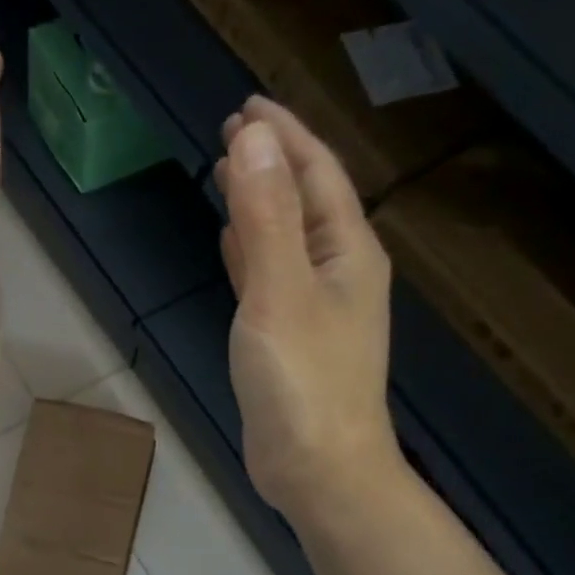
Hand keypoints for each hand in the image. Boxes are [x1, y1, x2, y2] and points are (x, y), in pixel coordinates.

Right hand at [215, 96, 405, 524]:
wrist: (318, 469)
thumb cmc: (303, 381)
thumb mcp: (280, 292)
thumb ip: (266, 218)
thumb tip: (254, 140)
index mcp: (347, 252)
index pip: (318, 174)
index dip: (285, 135)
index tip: (247, 106)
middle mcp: (336, 272)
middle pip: (304, 201)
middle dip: (272, 162)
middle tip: (232, 132)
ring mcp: (313, 308)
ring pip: (284, 238)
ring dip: (259, 204)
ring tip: (227, 174)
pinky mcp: (288, 340)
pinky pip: (268, 277)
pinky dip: (250, 252)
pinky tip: (231, 242)